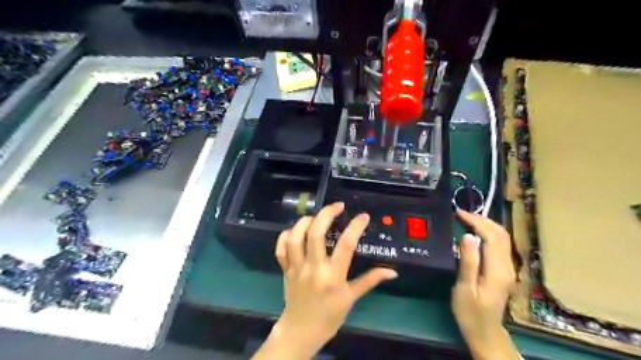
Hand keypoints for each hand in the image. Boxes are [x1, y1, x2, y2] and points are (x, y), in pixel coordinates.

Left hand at [268, 202, 395, 358]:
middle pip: (315, 234)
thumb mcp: (351, 298)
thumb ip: (370, 280)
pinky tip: (296, 231)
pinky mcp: (285, 269)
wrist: (301, 331)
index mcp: (333, 276)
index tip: (363, 216)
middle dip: (326, 214)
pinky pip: (281, 248)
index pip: (345, 246)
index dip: (355, 227)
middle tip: (337, 206)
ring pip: (295, 237)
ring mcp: (296, 267)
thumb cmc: (330, 315)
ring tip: (316, 217)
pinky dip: (286, 235)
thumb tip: (392, 272)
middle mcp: (313, 268)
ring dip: (305, 222)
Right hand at [450, 212, 519, 359]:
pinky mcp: (504, 270)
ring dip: (486, 225)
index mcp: (497, 270)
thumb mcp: (465, 287)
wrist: (485, 332)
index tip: (458, 213)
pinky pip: (499, 245)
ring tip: (467, 219)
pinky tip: (476, 232)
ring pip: (502, 238)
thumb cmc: (470, 311)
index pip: (491, 236)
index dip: (476, 222)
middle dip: (482, 220)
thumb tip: (467, 236)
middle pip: (501, 234)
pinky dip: (488, 233)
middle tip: (462, 213)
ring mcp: (508, 268)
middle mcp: (507, 266)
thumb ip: (468, 261)